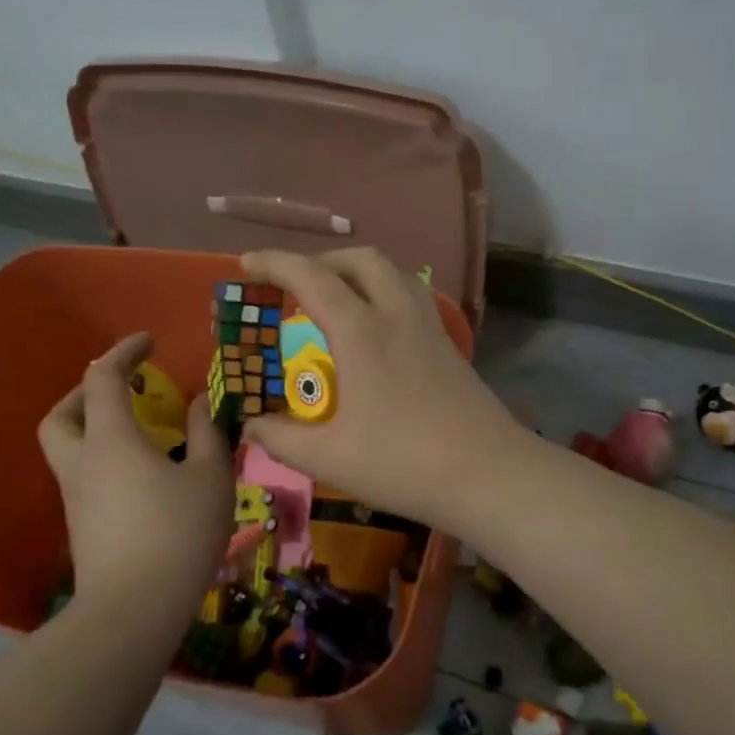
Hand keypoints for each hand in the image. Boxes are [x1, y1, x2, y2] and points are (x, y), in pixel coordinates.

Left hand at [37, 333, 232, 618]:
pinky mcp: (81, 527)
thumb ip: (206, 433)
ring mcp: (76, 498)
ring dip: (94, 427)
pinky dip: (105, 459)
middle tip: (124, 390)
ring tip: (141, 432)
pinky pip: (84, 476)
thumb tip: (198, 403)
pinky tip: (143, 475)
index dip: (124, 352)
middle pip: (62, 414)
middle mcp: (83, 462)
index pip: (102, 378)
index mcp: (110, 439)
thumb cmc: (178, 534)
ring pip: (69, 448)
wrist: (134, 611)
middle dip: (87, 392)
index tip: (149, 342)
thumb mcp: (210, 477)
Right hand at [239, 249, 526, 530]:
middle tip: (295, 284)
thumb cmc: (403, 463)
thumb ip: (281, 438)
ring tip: (337, 297)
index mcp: (362, 332)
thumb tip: (249, 425)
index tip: (246, 264)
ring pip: (393, 273)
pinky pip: (413, 296)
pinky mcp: (449, 346)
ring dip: (358, 271)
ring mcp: (429, 328)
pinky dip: (385, 292)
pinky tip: (378, 328)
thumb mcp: (329, 457)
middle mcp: (397, 315)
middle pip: (360, 260)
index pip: (311, 277)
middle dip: (322, 260)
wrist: (488, 474)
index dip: (274, 263)